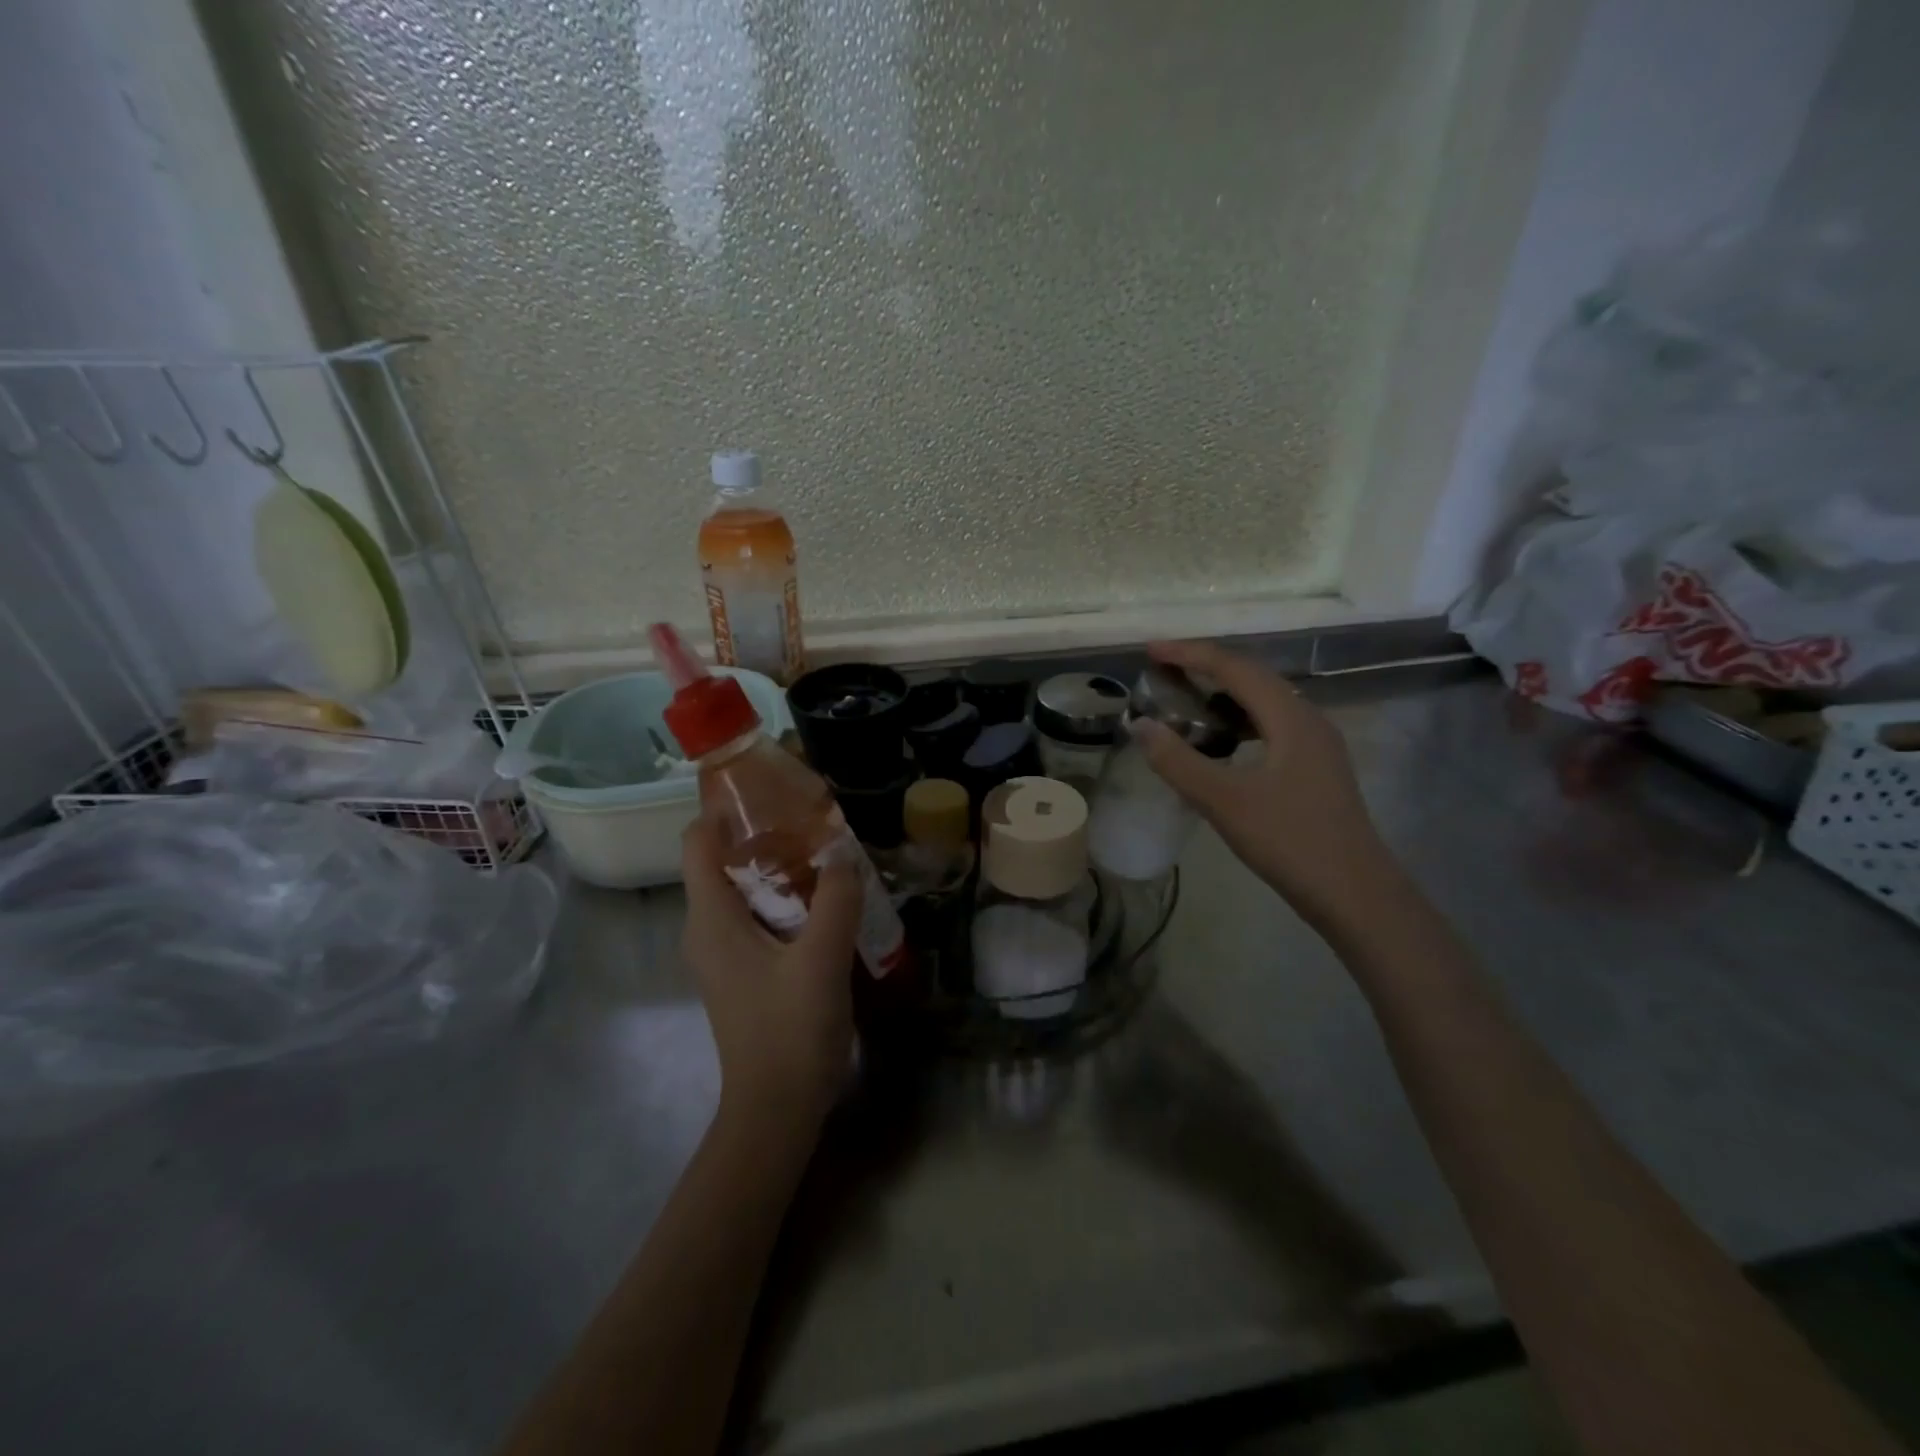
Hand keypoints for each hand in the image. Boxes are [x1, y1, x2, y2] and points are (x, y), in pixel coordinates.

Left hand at [679, 818, 861, 1137]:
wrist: (775, 1111)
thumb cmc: (790, 1031)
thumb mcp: (822, 959)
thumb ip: (836, 899)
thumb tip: (843, 854)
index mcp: (711, 918)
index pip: (699, 842)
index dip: (725, 809)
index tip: (771, 790)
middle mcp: (706, 929)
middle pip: (722, 861)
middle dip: (764, 834)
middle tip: (813, 820)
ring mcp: (721, 953)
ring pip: (742, 890)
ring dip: (778, 868)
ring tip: (825, 855)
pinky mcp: (741, 972)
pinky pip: (755, 917)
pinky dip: (783, 899)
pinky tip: (824, 903)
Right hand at [1130, 639, 1397, 930]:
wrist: (1355, 894)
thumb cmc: (1290, 842)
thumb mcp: (1224, 801)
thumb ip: (1178, 761)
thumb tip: (1140, 724)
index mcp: (1291, 717)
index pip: (1235, 668)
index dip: (1190, 654)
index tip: (1150, 650)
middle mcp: (1308, 719)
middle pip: (1252, 678)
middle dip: (1206, 668)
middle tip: (1162, 672)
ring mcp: (1317, 745)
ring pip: (1263, 703)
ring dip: (1222, 696)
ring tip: (1184, 701)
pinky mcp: (1316, 768)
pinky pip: (1270, 727)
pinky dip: (1237, 722)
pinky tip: (1219, 743)